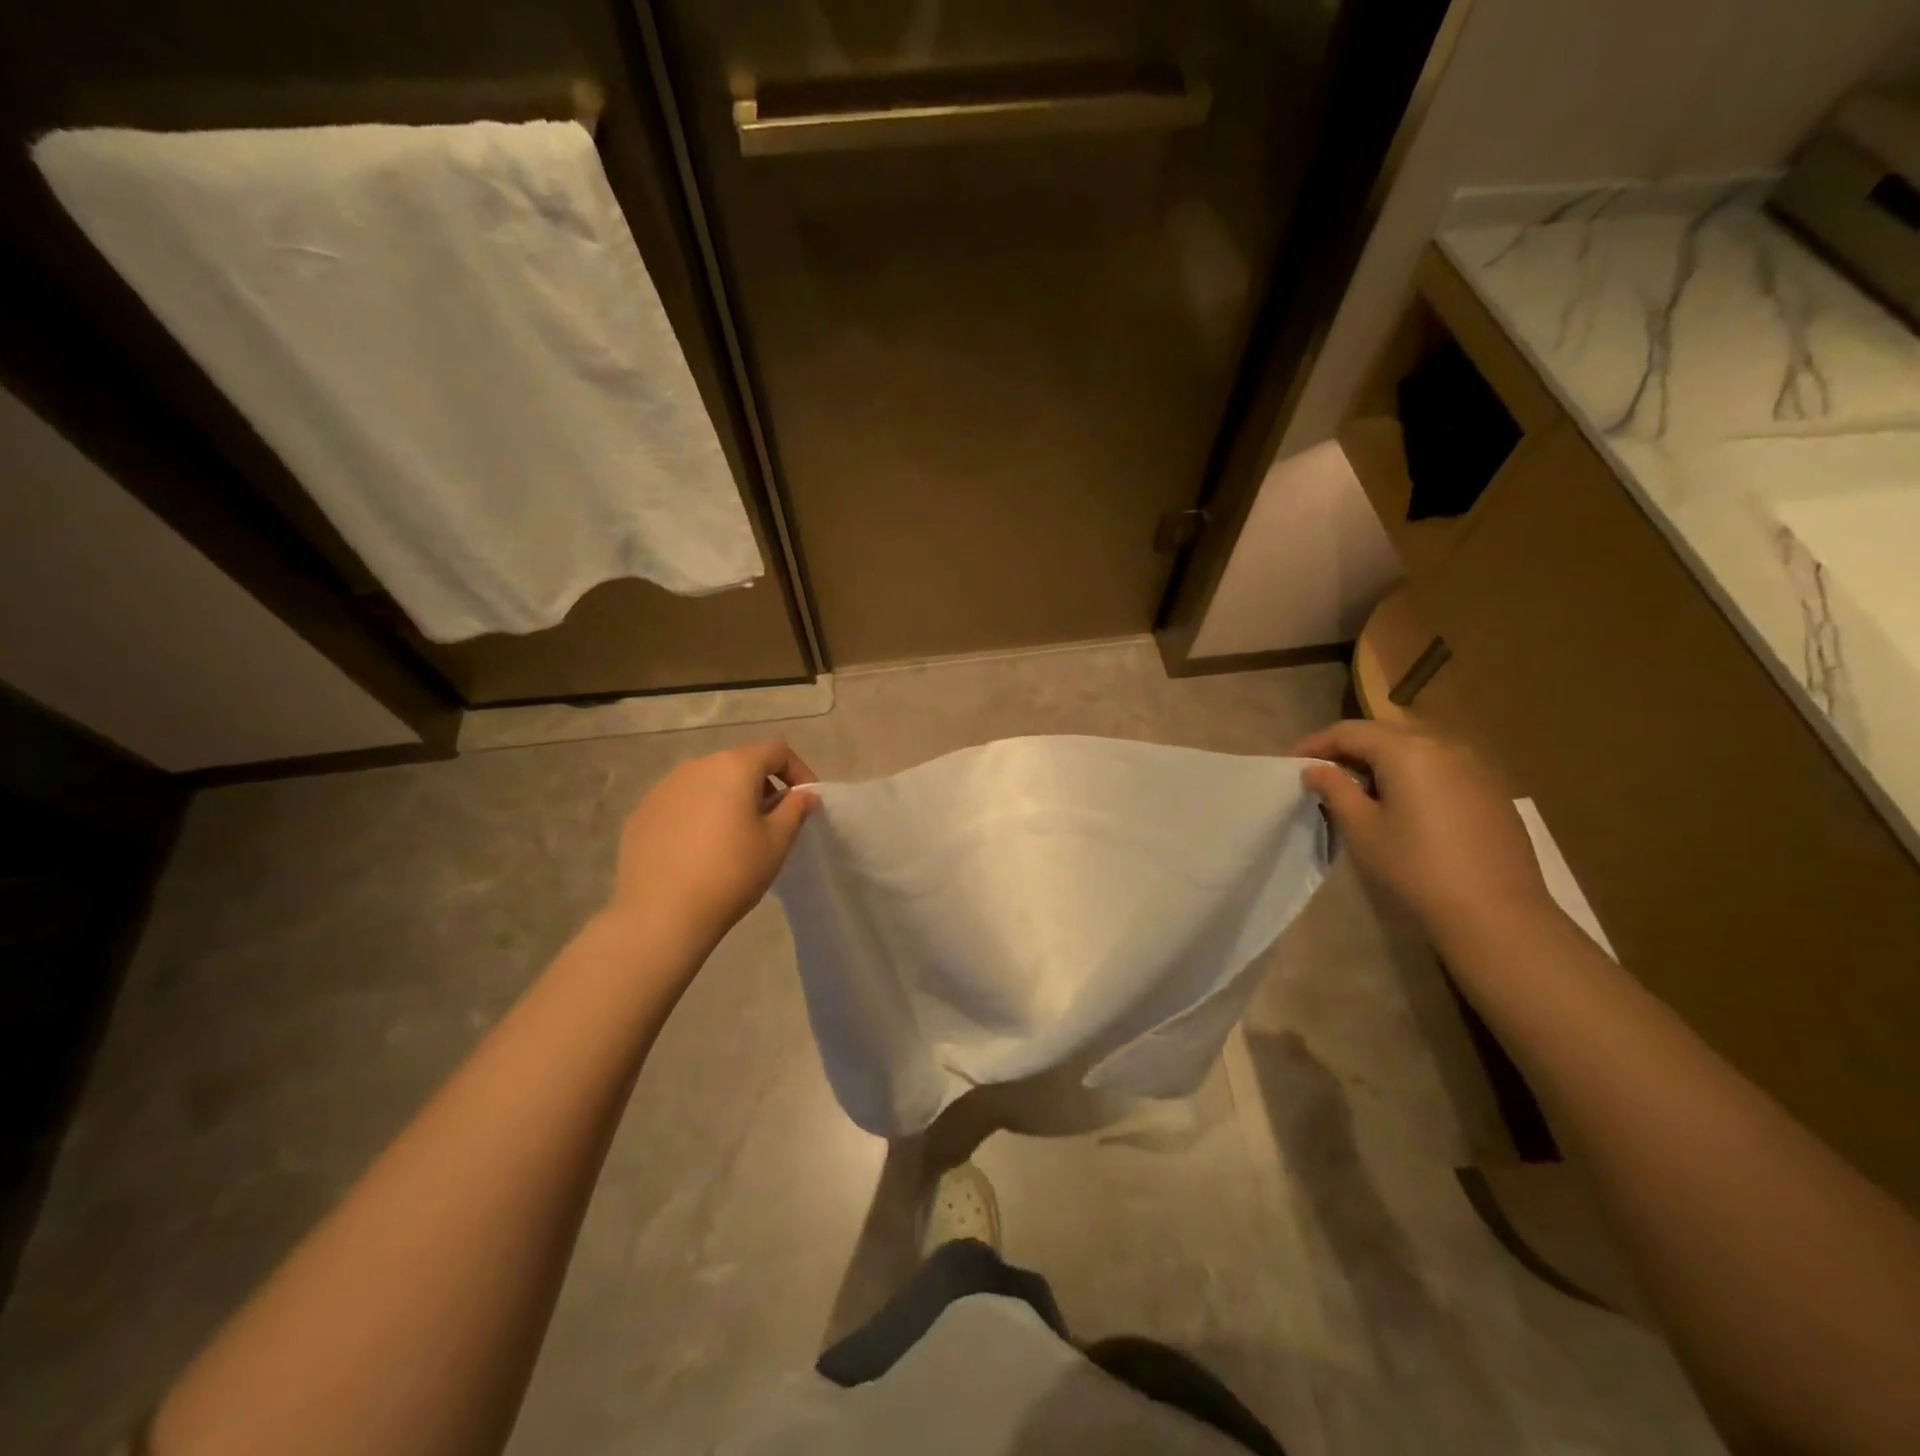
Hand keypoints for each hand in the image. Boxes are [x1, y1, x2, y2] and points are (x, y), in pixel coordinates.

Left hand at [609, 740, 818, 946]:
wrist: (660, 915)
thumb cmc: (731, 873)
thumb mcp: (777, 842)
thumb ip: (795, 809)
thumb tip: (805, 795)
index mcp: (733, 767)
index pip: (776, 750)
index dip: (798, 771)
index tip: (804, 802)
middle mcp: (696, 767)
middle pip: (739, 764)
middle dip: (762, 786)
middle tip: (772, 822)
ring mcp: (663, 788)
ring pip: (708, 783)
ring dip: (729, 800)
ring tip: (734, 838)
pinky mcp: (641, 814)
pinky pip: (681, 804)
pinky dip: (699, 816)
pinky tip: (699, 851)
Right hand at [1293, 719, 1556, 950]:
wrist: (1496, 913)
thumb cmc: (1416, 867)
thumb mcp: (1362, 829)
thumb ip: (1335, 789)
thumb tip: (1316, 768)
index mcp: (1406, 751)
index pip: (1349, 731)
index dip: (1315, 743)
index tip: (1293, 764)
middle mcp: (1443, 746)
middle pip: (1384, 734)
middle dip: (1348, 749)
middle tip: (1322, 775)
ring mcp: (1474, 766)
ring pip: (1415, 749)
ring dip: (1381, 761)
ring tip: (1360, 791)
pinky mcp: (1491, 791)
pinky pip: (1440, 768)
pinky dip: (1412, 775)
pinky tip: (1404, 806)